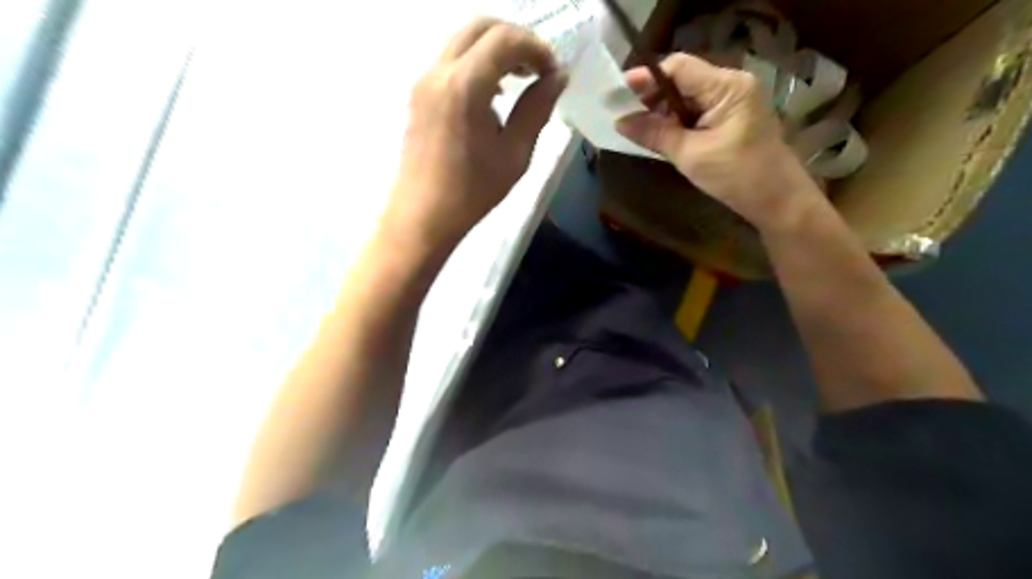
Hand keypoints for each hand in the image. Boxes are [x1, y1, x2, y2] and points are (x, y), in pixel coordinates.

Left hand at [382, 17, 568, 255]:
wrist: (422, 217)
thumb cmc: (472, 192)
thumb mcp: (515, 154)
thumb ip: (537, 108)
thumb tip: (557, 77)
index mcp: (464, 86)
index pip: (505, 39)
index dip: (537, 48)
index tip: (553, 73)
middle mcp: (438, 71)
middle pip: (480, 26)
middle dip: (516, 39)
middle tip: (537, 69)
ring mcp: (423, 81)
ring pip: (463, 40)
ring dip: (495, 49)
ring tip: (519, 80)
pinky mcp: (418, 94)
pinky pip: (450, 60)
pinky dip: (476, 63)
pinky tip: (492, 95)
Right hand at [616, 52, 826, 231]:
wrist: (777, 201)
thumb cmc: (737, 176)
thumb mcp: (690, 155)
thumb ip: (655, 134)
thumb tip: (620, 122)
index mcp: (727, 86)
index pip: (679, 68)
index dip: (646, 78)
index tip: (618, 94)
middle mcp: (731, 85)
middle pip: (682, 79)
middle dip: (651, 96)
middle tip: (623, 114)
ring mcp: (733, 101)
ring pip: (687, 96)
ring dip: (662, 110)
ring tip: (636, 126)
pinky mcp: (731, 118)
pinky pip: (696, 111)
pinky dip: (676, 120)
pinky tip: (658, 133)